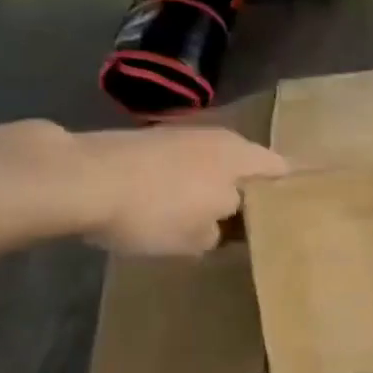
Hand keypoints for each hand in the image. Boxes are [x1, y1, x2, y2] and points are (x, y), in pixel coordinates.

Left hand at [70, 127, 286, 256]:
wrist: (81, 178)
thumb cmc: (155, 210)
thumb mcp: (199, 239)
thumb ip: (222, 232)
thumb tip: (222, 224)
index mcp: (243, 158)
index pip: (283, 171)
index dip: (289, 193)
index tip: (291, 215)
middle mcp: (221, 137)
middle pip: (247, 165)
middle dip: (249, 190)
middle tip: (250, 222)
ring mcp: (183, 134)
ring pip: (214, 163)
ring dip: (214, 185)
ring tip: (210, 216)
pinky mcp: (151, 138)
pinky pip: (184, 163)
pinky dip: (185, 181)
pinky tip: (172, 203)